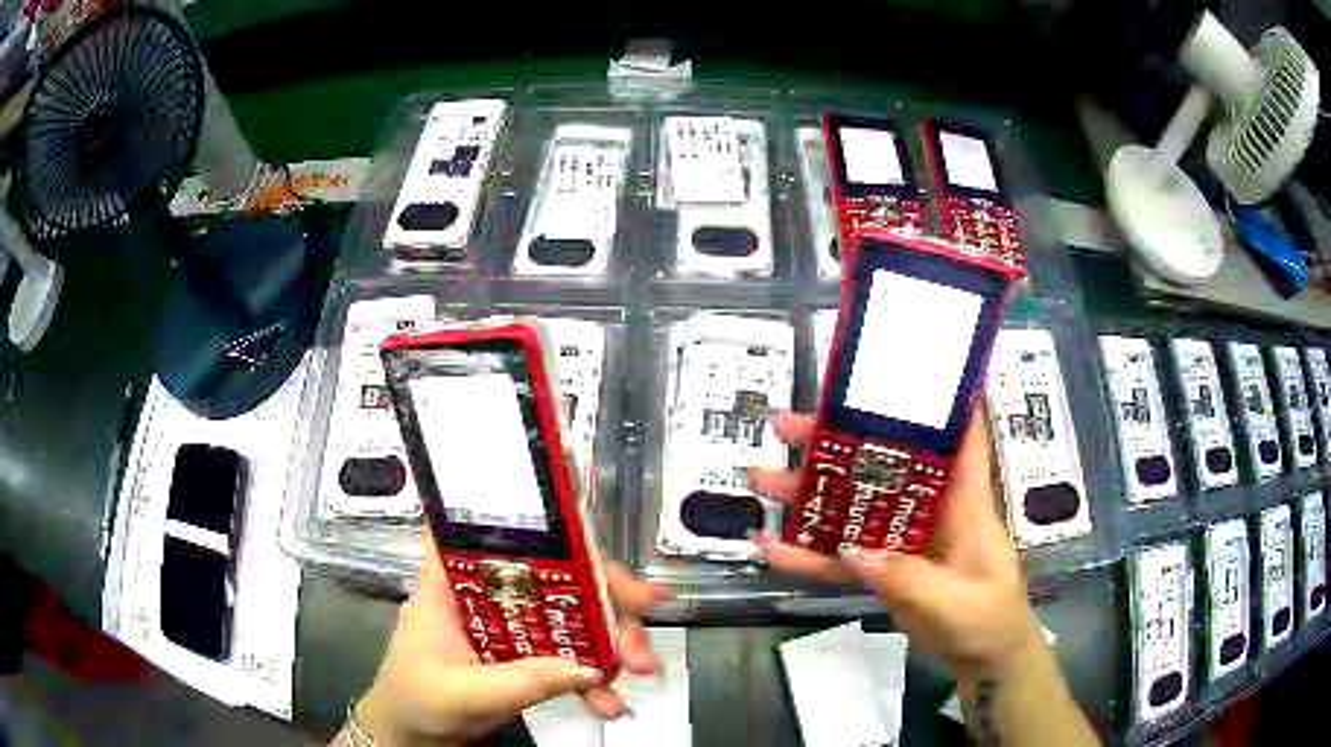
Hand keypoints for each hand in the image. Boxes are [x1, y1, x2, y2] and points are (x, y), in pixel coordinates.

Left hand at [354, 539, 665, 745]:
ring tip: (641, 669)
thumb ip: (520, 681)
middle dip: (605, 594)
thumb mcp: (461, 692)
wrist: (413, 738)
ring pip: (571, 614)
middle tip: (644, 616)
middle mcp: (488, 594)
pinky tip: (608, 701)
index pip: (489, 527)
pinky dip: (594, 677)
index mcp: (453, 583)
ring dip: (612, 639)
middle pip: (553, 573)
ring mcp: (512, 626)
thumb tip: (588, 667)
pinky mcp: (527, 656)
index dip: (534, 511)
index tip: (586, 515)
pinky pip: (570, 655)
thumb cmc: (415, 701)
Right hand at [748, 409, 1042, 679]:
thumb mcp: (956, 601)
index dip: (933, 400)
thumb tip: (852, 551)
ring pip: (852, 509)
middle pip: (881, 465)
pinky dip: (808, 555)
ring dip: (808, 496)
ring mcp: (901, 541)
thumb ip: (908, 578)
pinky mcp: (884, 570)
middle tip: (783, 426)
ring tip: (759, 478)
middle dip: (834, 444)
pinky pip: (842, 558)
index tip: (893, 371)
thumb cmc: (988, 619)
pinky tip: (771, 549)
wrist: (985, 660)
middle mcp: (928, 510)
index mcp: (961, 502)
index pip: (954, 437)